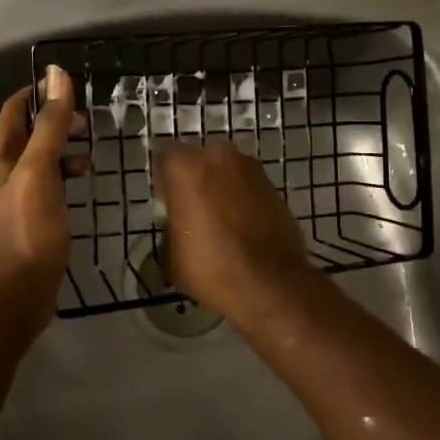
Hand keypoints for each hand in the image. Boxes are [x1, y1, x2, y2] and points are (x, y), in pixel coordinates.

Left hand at [0, 66, 85, 323]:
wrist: (12, 294)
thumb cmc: (25, 229)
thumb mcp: (38, 170)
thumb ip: (49, 125)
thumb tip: (56, 74)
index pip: (16, 108)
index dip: (41, 93)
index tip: (74, 89)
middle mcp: (1, 171)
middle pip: (28, 133)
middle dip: (57, 122)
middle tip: (89, 124)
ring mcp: (14, 198)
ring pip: (39, 160)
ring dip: (63, 150)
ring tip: (91, 154)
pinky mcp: (28, 220)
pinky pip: (46, 185)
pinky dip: (64, 177)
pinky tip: (82, 185)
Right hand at [152, 141, 316, 320]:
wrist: (269, 283)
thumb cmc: (210, 267)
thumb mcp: (172, 255)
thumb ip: (171, 227)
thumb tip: (177, 226)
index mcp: (186, 167)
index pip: (165, 156)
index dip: (165, 179)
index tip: (167, 202)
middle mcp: (219, 156)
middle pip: (200, 160)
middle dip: (196, 178)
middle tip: (194, 209)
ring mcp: (251, 168)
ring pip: (227, 171)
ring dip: (222, 187)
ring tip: (222, 220)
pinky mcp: (274, 185)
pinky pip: (249, 186)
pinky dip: (244, 199)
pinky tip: (243, 226)